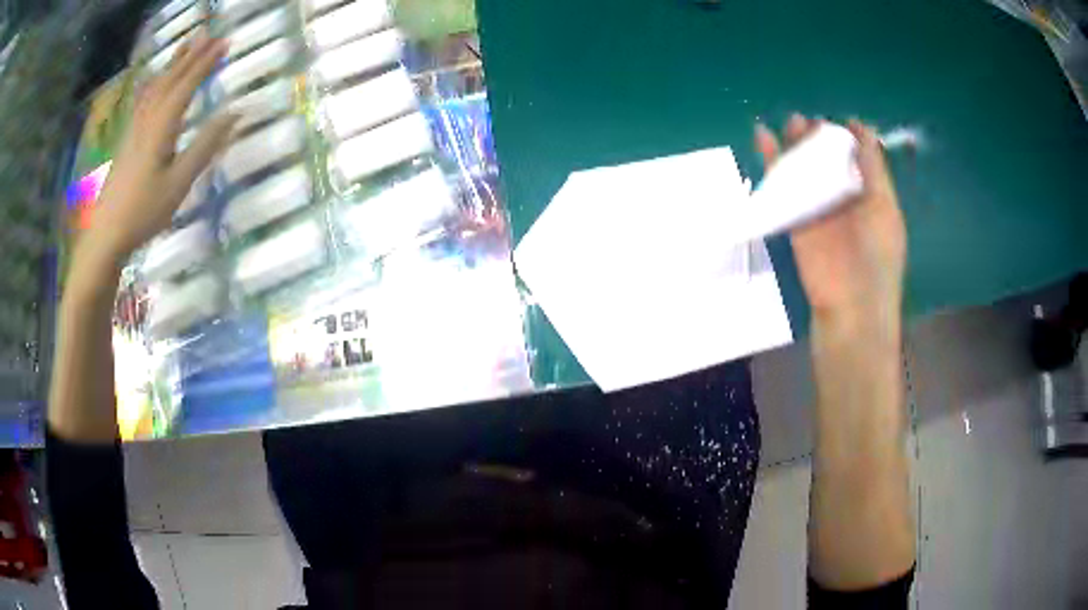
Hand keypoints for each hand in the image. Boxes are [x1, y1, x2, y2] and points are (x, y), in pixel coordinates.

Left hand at [77, 33, 236, 268]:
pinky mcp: (127, 140)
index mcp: (161, 127)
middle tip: (209, 32)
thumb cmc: (144, 212)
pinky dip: (153, 83)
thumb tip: (235, 113)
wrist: (106, 235)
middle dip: (191, 54)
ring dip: (173, 63)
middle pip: (170, 79)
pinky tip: (154, 80)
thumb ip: (206, 146)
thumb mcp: (179, 183)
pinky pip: (143, 100)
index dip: (206, 62)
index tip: (226, 42)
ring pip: (155, 86)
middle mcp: (147, 120)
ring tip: (186, 44)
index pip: (187, 84)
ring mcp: (134, 129)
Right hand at [755, 114, 905, 332]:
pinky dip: (770, 161)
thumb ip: (874, 169)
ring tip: (792, 123)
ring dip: (797, 145)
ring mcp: (818, 209)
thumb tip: (862, 130)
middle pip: (830, 160)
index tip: (844, 121)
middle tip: (811, 123)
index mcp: (871, 196)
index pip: (860, 159)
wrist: (851, 308)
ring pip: (805, 169)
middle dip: (821, 138)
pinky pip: (782, 185)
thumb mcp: (885, 208)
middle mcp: (845, 199)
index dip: (852, 138)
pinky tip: (762, 136)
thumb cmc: (878, 258)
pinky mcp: (794, 219)